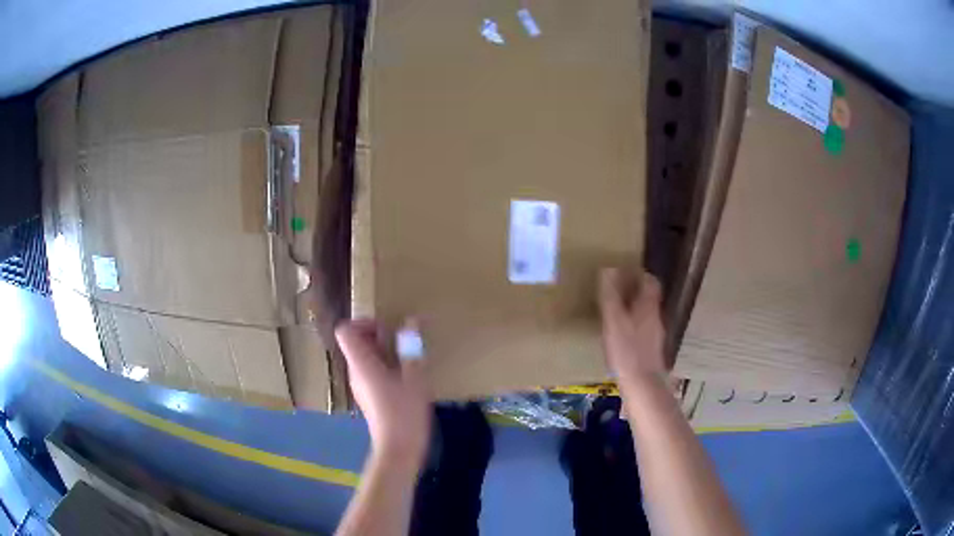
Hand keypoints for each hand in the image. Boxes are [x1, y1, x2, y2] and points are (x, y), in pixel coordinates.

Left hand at [336, 320, 432, 468]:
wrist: (398, 449)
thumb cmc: (404, 412)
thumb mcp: (414, 377)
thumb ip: (411, 348)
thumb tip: (410, 322)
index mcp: (361, 364)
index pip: (345, 331)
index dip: (362, 323)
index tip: (386, 329)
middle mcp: (355, 373)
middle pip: (354, 343)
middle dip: (377, 336)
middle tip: (402, 343)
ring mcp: (360, 387)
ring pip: (364, 358)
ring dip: (384, 352)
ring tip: (408, 360)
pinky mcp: (369, 398)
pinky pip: (371, 372)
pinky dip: (385, 367)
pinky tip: (406, 379)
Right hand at [599, 268, 667, 385]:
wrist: (642, 383)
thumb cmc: (626, 349)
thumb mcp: (614, 320)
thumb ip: (611, 295)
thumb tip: (608, 269)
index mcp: (648, 306)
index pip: (650, 281)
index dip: (639, 274)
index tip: (624, 273)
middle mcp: (656, 316)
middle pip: (649, 297)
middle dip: (635, 291)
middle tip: (617, 291)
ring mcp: (656, 334)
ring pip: (647, 313)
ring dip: (634, 309)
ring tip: (616, 312)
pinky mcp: (652, 350)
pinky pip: (644, 329)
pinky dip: (634, 326)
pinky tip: (622, 336)